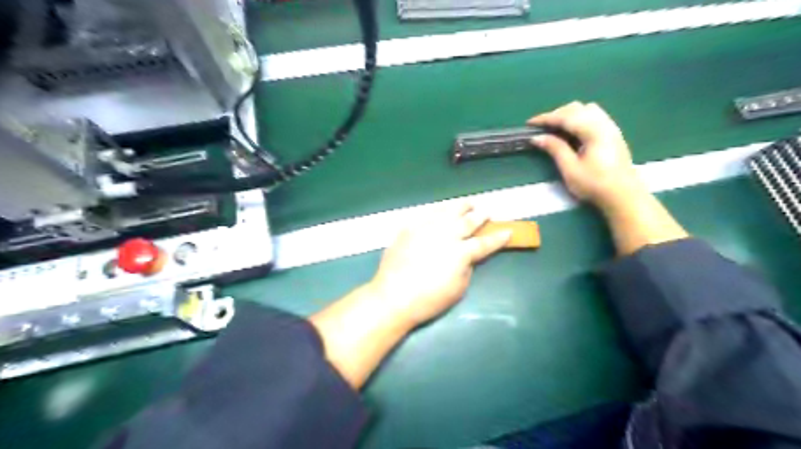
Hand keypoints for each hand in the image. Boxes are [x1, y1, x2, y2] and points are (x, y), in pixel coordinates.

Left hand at [367, 203, 505, 325]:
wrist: (392, 296)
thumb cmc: (428, 299)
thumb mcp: (458, 289)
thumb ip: (466, 267)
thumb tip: (466, 256)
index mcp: (460, 253)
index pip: (484, 243)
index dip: (498, 238)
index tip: (508, 231)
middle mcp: (446, 235)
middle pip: (467, 221)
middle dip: (480, 216)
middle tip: (486, 212)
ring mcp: (426, 228)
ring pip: (447, 212)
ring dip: (460, 207)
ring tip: (467, 203)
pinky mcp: (409, 228)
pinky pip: (427, 214)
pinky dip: (438, 211)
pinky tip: (441, 211)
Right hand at [528, 102, 643, 208]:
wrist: (623, 195)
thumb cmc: (594, 184)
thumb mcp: (570, 169)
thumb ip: (555, 149)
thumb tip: (537, 137)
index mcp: (593, 131)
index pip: (566, 117)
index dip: (546, 118)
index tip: (529, 123)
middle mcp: (604, 124)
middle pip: (577, 108)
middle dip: (556, 115)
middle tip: (541, 128)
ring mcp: (610, 127)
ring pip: (586, 109)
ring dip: (568, 114)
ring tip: (556, 128)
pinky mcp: (612, 134)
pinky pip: (594, 116)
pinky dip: (578, 118)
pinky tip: (572, 131)